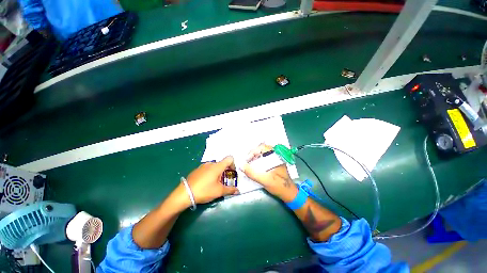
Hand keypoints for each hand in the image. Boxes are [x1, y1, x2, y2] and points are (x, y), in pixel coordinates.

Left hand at [186, 156, 238, 203]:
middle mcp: (211, 163)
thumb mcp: (219, 191)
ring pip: (215, 166)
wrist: (185, 193)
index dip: (233, 165)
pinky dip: (211, 173)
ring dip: (218, 173)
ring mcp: (203, 166)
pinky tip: (206, 183)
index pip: (229, 159)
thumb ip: (230, 190)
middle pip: (222, 163)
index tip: (232, 173)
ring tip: (215, 183)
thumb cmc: (204, 190)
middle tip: (224, 181)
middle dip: (226, 171)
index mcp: (218, 166)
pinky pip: (208, 169)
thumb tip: (238, 190)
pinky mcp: (197, 169)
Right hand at [242, 144, 297, 201]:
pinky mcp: (274, 163)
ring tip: (249, 163)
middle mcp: (276, 155)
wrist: (289, 194)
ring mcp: (275, 159)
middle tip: (246, 161)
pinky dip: (258, 160)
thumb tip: (241, 166)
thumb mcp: (265, 180)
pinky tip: (254, 166)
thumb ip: (252, 173)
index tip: (247, 159)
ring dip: (255, 157)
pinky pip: (264, 158)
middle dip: (253, 154)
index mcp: (276, 156)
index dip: (253, 151)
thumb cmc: (279, 186)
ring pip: (262, 153)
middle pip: (262, 149)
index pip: (263, 147)